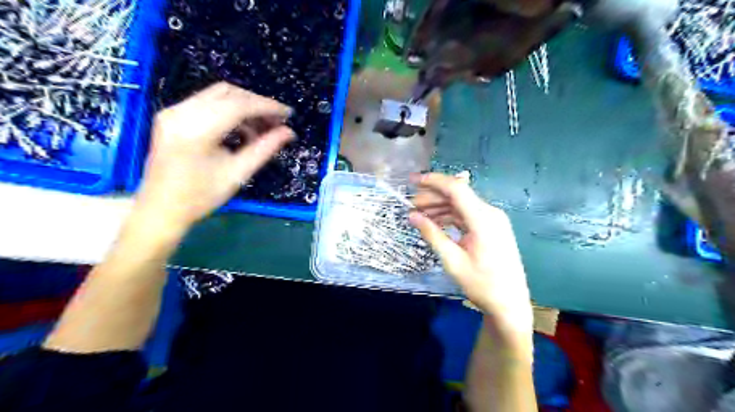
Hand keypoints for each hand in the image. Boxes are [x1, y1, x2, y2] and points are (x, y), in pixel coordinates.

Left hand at [134, 83, 295, 232]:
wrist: (161, 208)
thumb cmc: (201, 196)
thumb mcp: (238, 174)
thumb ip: (265, 149)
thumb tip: (288, 132)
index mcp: (196, 131)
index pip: (239, 105)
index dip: (267, 106)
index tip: (288, 114)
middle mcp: (181, 113)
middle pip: (228, 93)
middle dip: (257, 103)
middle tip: (277, 121)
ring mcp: (173, 112)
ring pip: (218, 94)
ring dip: (244, 106)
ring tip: (262, 127)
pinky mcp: (172, 115)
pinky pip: (207, 102)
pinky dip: (229, 110)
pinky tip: (241, 129)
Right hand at [409, 172, 534, 335]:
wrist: (510, 303)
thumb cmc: (481, 284)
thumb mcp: (452, 260)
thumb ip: (432, 234)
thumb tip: (412, 216)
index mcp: (483, 219)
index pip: (456, 189)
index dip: (433, 181)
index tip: (412, 181)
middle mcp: (490, 213)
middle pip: (458, 195)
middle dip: (433, 195)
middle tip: (410, 203)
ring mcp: (492, 220)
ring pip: (461, 204)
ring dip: (440, 206)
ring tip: (418, 213)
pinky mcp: (491, 227)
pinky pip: (467, 215)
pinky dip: (450, 216)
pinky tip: (435, 221)